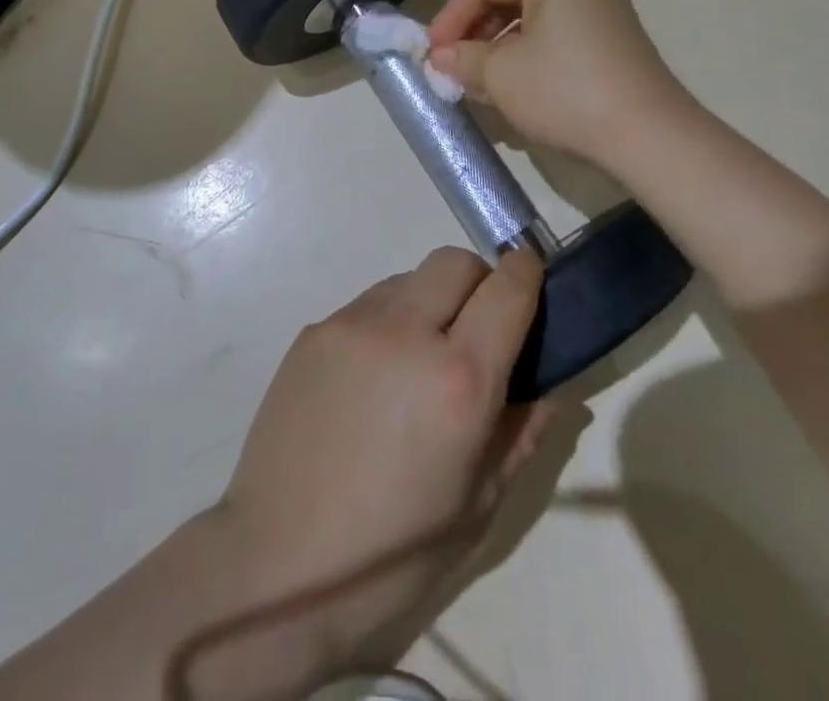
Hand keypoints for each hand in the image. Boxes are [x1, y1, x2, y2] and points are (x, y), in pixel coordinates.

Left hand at [210, 247, 558, 679]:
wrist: (276, 565)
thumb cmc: (393, 556)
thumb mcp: (478, 508)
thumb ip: (521, 434)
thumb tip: (552, 388)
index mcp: (457, 379)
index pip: (506, 289)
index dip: (527, 275)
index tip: (533, 280)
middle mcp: (404, 331)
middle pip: (455, 262)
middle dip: (478, 282)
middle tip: (477, 331)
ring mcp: (351, 324)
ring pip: (408, 278)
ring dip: (430, 300)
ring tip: (419, 360)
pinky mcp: (314, 330)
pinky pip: (368, 304)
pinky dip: (389, 321)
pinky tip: (375, 378)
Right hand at [427, 0, 696, 171]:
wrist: (649, 136)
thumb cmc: (566, 92)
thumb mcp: (501, 74)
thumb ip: (462, 57)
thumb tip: (441, 57)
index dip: (450, 15)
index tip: (432, 53)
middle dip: (474, 30)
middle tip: (453, 66)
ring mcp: (603, 6)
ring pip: (531, 14)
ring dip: (498, 44)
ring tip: (480, 80)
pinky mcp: (613, 37)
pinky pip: (556, 32)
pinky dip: (528, 52)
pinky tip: (516, 84)